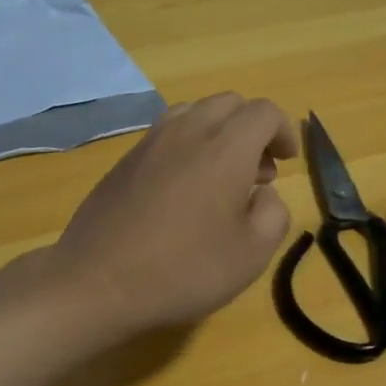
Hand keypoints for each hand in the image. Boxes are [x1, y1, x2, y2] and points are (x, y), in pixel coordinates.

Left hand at [47, 93, 299, 335]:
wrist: (97, 282)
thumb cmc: (183, 270)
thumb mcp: (251, 254)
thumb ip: (274, 213)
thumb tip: (264, 193)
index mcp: (225, 148)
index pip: (264, 112)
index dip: (284, 131)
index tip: (288, 161)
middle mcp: (186, 131)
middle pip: (228, 103)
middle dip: (253, 128)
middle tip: (260, 171)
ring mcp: (149, 143)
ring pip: (193, 112)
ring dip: (218, 132)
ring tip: (221, 175)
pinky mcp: (124, 160)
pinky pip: (165, 134)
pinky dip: (187, 145)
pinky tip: (183, 189)